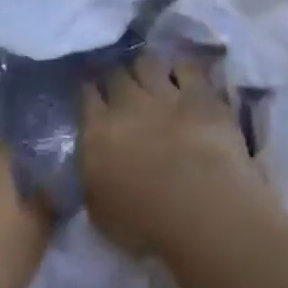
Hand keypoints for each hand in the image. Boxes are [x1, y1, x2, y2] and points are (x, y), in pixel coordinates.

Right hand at [80, 56, 278, 258]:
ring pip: (147, 62)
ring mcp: (164, 93)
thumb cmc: (148, 225)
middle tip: (122, 89)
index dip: (90, 92)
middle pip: (115, 74)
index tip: (93, 95)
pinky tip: (185, 79)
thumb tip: (92, 164)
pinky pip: (186, 67)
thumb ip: (92, 180)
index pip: (86, 96)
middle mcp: (126, 103)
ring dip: (146, 69)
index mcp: (97, 132)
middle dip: (116, 77)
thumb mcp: (101, 213)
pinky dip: (183, 71)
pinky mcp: (199, 93)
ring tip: (152, 78)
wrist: (201, 208)